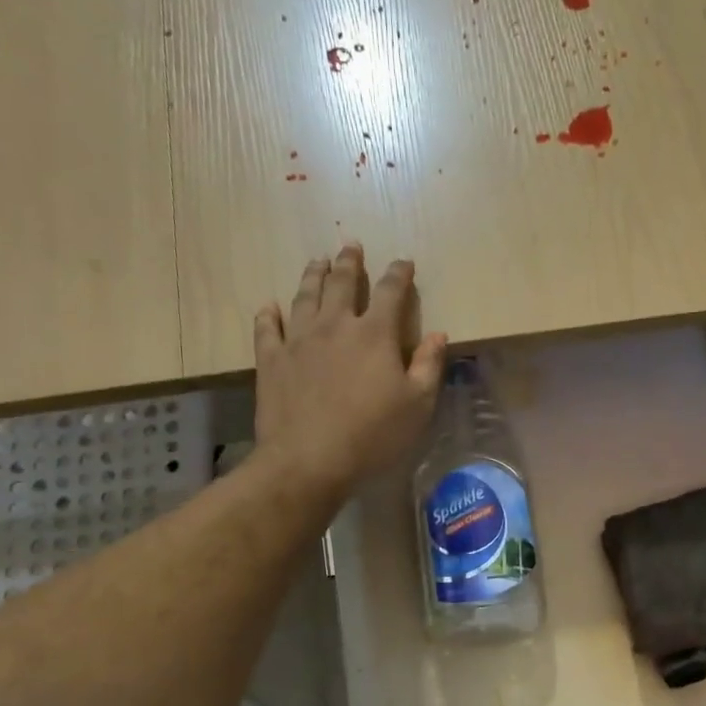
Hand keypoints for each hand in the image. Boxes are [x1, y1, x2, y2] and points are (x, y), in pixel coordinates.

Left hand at [254, 245, 447, 493]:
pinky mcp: (272, 360)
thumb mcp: (418, 405)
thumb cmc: (373, 435)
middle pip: (342, 284)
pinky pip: (267, 328)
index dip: (399, 274)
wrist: (309, 459)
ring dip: (313, 276)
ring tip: (317, 261)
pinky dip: (269, 314)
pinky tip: (269, 306)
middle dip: (349, 262)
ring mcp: (298, 340)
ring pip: (305, 296)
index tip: (404, 262)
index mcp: (375, 334)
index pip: (391, 292)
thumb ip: (428, 366)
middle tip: (350, 245)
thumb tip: (438, 334)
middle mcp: (335, 326)